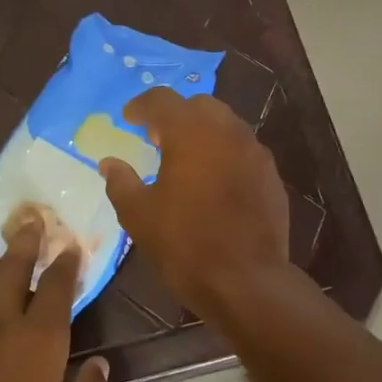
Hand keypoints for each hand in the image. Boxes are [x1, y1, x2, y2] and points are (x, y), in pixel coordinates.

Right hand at [99, 88, 292, 318]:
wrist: (247, 281)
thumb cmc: (185, 243)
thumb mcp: (139, 215)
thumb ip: (121, 182)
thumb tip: (109, 163)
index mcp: (191, 132)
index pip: (162, 100)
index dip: (141, 106)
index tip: (127, 117)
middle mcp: (227, 131)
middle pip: (199, 105)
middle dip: (175, 114)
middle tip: (156, 137)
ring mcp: (255, 152)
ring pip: (226, 125)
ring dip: (202, 132)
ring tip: (184, 158)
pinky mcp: (271, 176)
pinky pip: (243, 150)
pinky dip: (223, 153)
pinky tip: (213, 180)